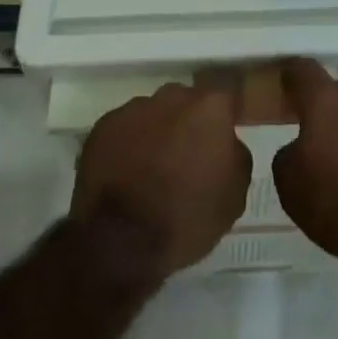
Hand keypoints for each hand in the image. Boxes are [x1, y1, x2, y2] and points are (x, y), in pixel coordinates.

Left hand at [72, 84, 250, 280]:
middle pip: (186, 101)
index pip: (226, 95)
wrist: (120, 243)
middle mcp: (171, 97)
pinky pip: (123, 129)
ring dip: (156, 132)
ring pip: (152, 113)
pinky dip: (127, 145)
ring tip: (151, 168)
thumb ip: (236, 156)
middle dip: (188, 121)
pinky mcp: (102, 127)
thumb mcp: (234, 196)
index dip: (225, 114)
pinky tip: (126, 174)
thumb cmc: (187, 218)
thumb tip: (226, 144)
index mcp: (209, 108)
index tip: (223, 135)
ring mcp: (133, 109)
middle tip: (187, 155)